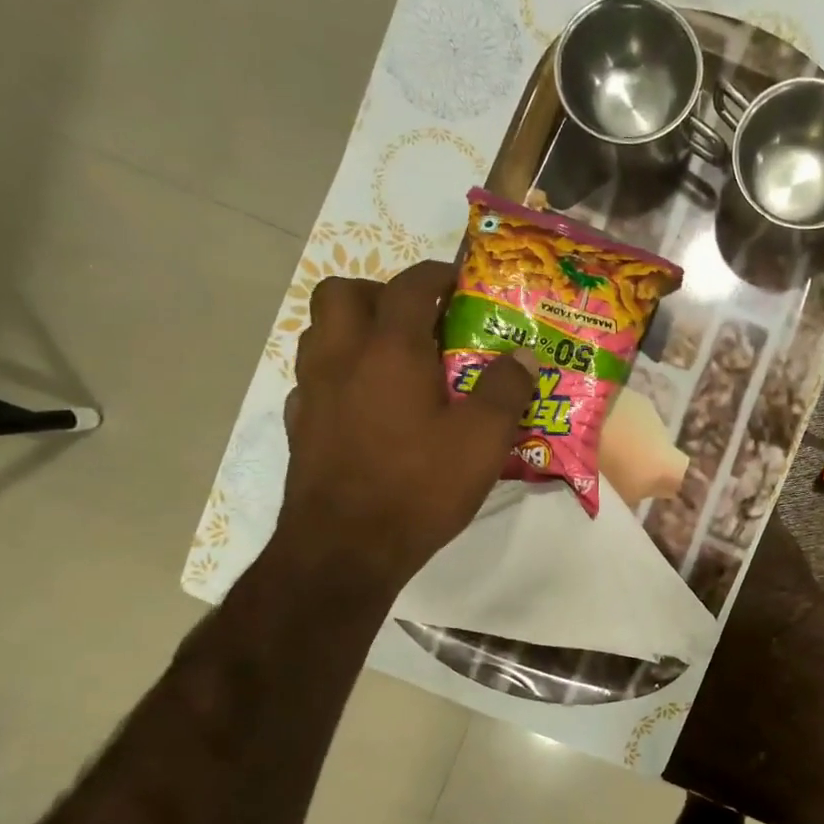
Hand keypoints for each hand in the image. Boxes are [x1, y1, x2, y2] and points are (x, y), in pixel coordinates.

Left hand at [272, 259, 536, 591]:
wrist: (346, 548)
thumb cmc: (419, 486)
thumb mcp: (483, 440)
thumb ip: (506, 389)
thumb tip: (523, 355)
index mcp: (390, 350)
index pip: (410, 286)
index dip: (438, 274)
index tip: (460, 280)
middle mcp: (342, 357)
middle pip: (343, 293)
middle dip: (380, 292)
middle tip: (416, 320)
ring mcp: (313, 392)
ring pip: (320, 333)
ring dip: (354, 330)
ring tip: (393, 359)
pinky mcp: (300, 427)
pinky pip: (314, 381)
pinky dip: (338, 376)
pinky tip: (366, 406)